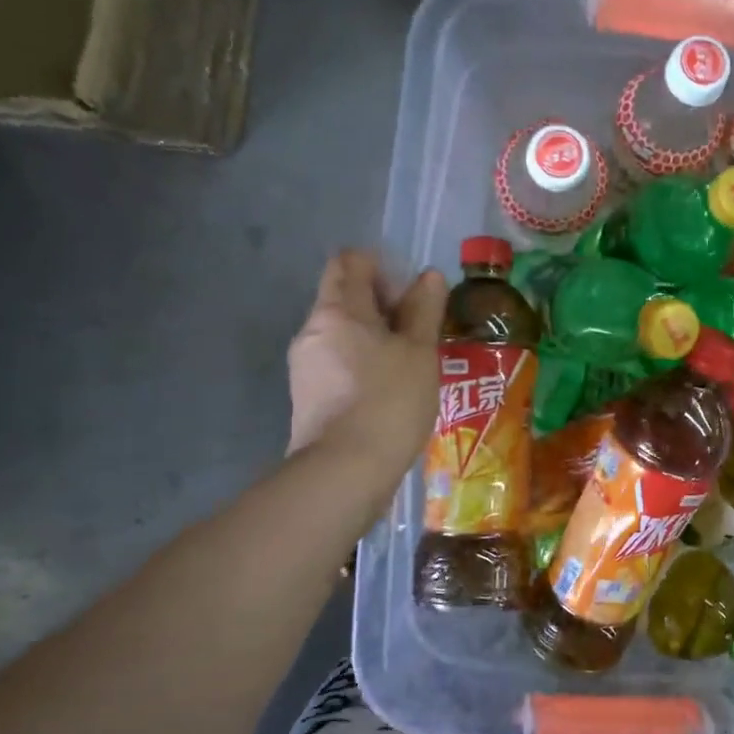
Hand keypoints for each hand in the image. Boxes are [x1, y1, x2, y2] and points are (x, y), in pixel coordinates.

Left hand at [287, 251, 445, 468]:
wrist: (345, 471)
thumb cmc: (390, 401)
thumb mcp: (420, 352)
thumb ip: (424, 310)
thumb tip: (428, 276)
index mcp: (338, 310)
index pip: (350, 262)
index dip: (381, 267)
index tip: (411, 294)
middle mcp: (312, 330)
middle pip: (345, 298)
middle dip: (382, 306)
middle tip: (420, 332)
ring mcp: (304, 365)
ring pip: (342, 334)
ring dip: (374, 338)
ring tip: (409, 365)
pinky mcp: (307, 397)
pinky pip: (337, 363)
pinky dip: (362, 364)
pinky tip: (389, 391)